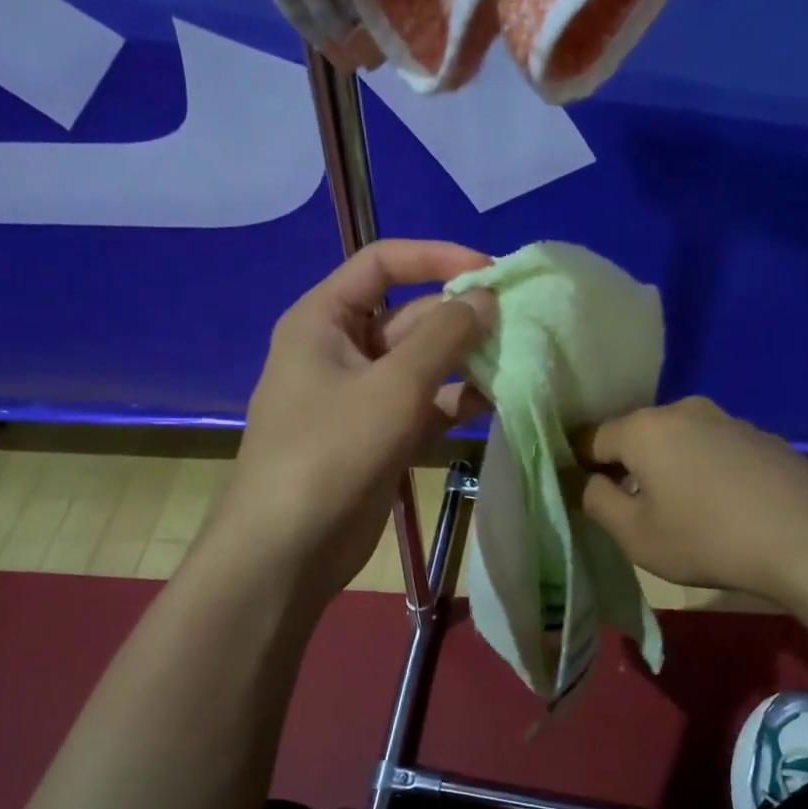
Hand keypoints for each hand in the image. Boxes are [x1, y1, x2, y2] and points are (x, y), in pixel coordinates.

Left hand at [208, 240, 496, 603]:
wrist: (288, 550)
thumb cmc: (331, 453)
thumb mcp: (392, 387)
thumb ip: (444, 337)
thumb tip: (485, 297)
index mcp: (324, 319)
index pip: (382, 264)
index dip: (435, 258)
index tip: (489, 271)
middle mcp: (341, 350)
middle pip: (409, 316)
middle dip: (460, 318)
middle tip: (519, 324)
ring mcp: (362, 396)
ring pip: (422, 363)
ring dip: (465, 361)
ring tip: (518, 360)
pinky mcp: (380, 435)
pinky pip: (424, 404)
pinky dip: (456, 400)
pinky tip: (498, 400)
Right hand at [574, 397, 807, 604]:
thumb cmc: (708, 538)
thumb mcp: (636, 535)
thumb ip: (597, 502)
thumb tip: (588, 481)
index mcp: (644, 428)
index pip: (591, 437)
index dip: (581, 466)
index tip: (587, 496)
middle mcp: (683, 410)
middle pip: (636, 434)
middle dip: (626, 465)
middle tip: (631, 508)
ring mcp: (727, 419)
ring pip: (676, 439)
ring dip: (667, 466)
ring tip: (680, 509)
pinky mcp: (760, 436)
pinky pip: (712, 447)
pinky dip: (703, 468)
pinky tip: (720, 504)